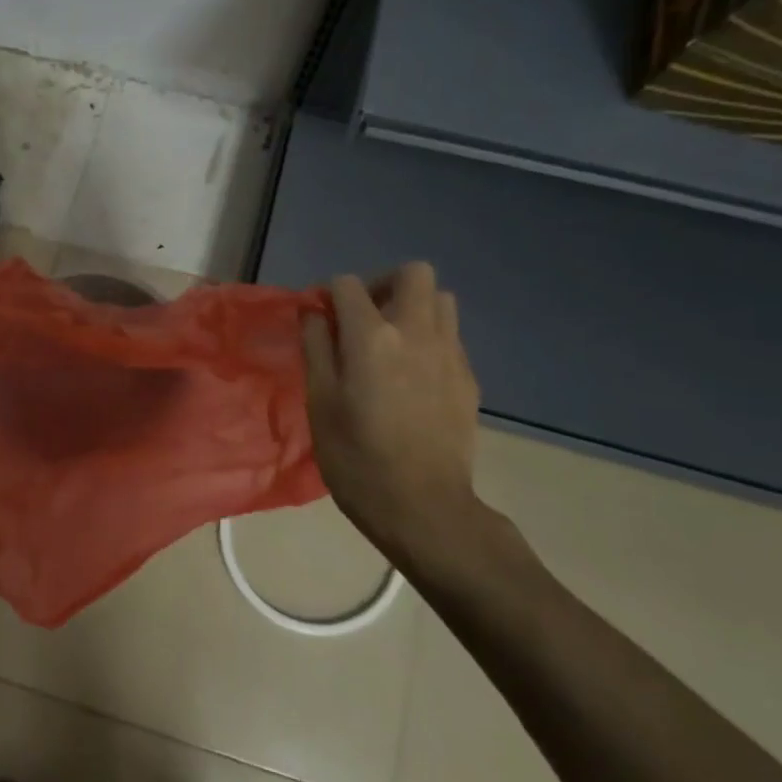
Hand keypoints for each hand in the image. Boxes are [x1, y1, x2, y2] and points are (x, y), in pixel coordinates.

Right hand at [302, 265, 484, 577]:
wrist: (423, 507)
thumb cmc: (356, 458)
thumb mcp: (319, 402)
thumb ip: (316, 348)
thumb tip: (314, 313)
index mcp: (372, 337)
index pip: (348, 284)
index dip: (327, 295)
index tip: (318, 320)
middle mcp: (417, 332)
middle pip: (412, 273)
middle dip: (383, 284)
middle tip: (363, 317)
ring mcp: (450, 354)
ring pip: (441, 300)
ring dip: (412, 307)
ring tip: (390, 342)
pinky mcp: (468, 378)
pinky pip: (450, 336)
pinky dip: (428, 338)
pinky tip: (411, 376)